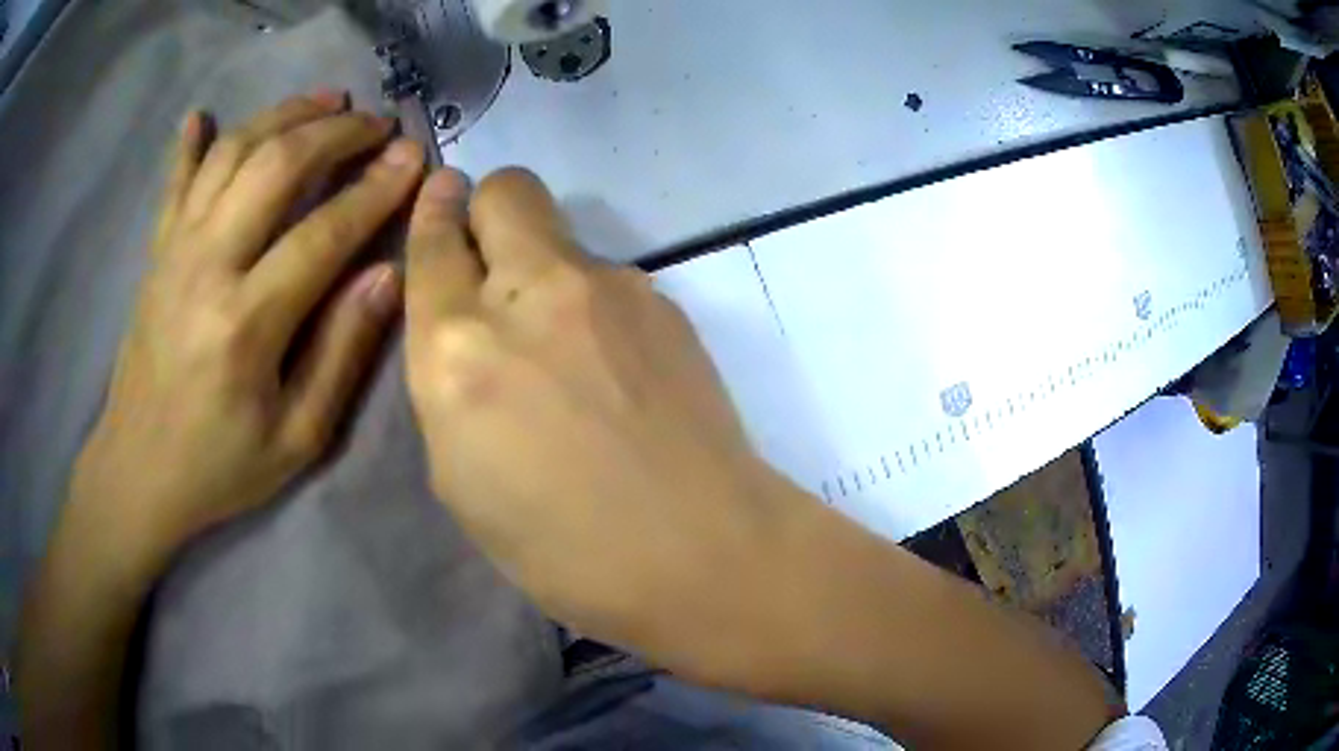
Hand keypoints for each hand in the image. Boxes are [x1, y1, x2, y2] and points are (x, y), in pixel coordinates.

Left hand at [74, 92, 423, 547]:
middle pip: (275, 166)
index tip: (414, 154)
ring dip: (282, 115)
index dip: (376, 188)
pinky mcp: (156, 254)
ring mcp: (175, 252)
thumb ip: (342, 354)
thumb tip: (387, 275)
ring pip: (231, 153)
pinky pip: (175, 182)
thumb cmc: (219, 466)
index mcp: (247, 323)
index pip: (324, 232)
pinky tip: (203, 114)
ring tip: (325, 100)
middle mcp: (207, 267)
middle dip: (335, 132)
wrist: (138, 473)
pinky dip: (190, 143)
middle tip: (376, 122)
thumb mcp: (297, 439)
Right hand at [403, 168, 817, 683]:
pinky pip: (610, 279)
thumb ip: (449, 383)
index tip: (441, 195)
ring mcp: (608, 287)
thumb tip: (467, 333)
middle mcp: (529, 295)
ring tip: (568, 347)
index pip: (434, 244)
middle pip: (507, 190)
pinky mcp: (664, 301)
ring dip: (545, 269)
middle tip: (494, 259)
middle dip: (489, 207)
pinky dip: (595, 306)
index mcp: (458, 351)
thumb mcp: (460, 476)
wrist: (701, 550)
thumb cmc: (561, 548)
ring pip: (561, 234)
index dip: (432, 213)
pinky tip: (617, 368)